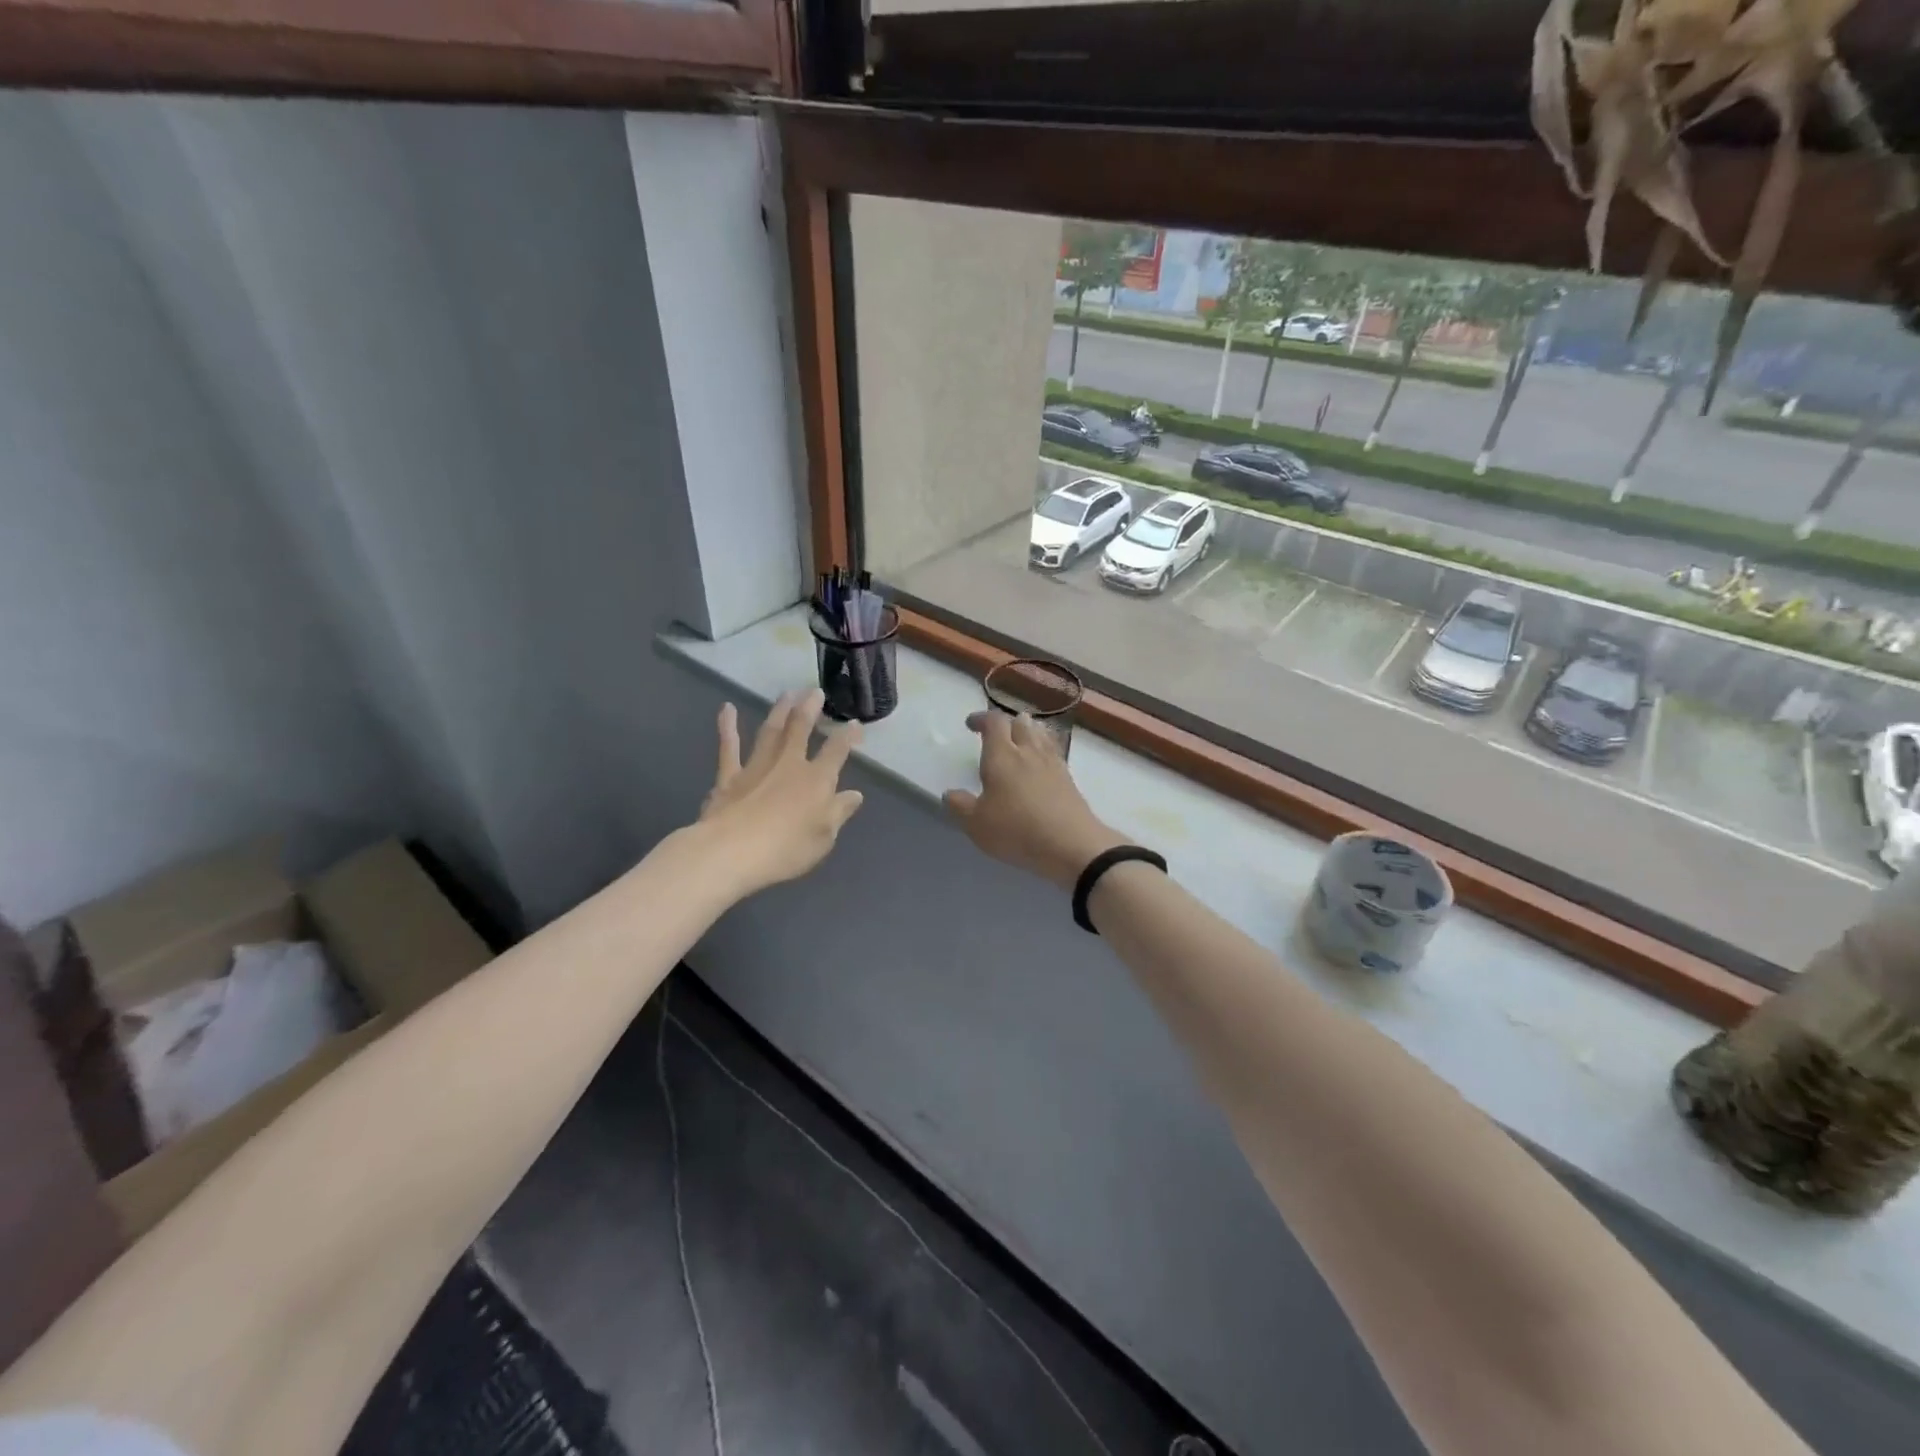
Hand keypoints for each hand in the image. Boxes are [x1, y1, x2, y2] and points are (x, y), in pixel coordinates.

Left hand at [697, 690, 864, 894]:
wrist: (732, 852)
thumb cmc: (786, 849)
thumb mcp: (824, 837)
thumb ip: (839, 812)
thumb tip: (854, 794)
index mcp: (817, 780)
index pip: (837, 751)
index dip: (848, 736)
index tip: (855, 723)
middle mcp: (789, 764)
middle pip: (801, 729)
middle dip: (810, 708)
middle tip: (815, 691)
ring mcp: (757, 767)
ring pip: (771, 730)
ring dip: (780, 710)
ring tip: (787, 693)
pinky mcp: (729, 776)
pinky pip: (729, 747)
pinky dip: (728, 727)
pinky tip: (727, 709)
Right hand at [944, 711, 1124, 890]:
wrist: (1071, 844)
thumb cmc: (1017, 830)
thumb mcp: (977, 824)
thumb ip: (960, 806)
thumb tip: (950, 794)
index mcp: (1002, 756)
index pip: (993, 722)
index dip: (981, 719)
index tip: (971, 724)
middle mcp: (1028, 752)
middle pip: (1020, 723)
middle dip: (1007, 723)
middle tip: (997, 733)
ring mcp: (1052, 763)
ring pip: (1040, 735)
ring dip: (1029, 732)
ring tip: (1021, 740)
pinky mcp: (1069, 779)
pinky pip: (1054, 753)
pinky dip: (1044, 750)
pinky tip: (1042, 763)